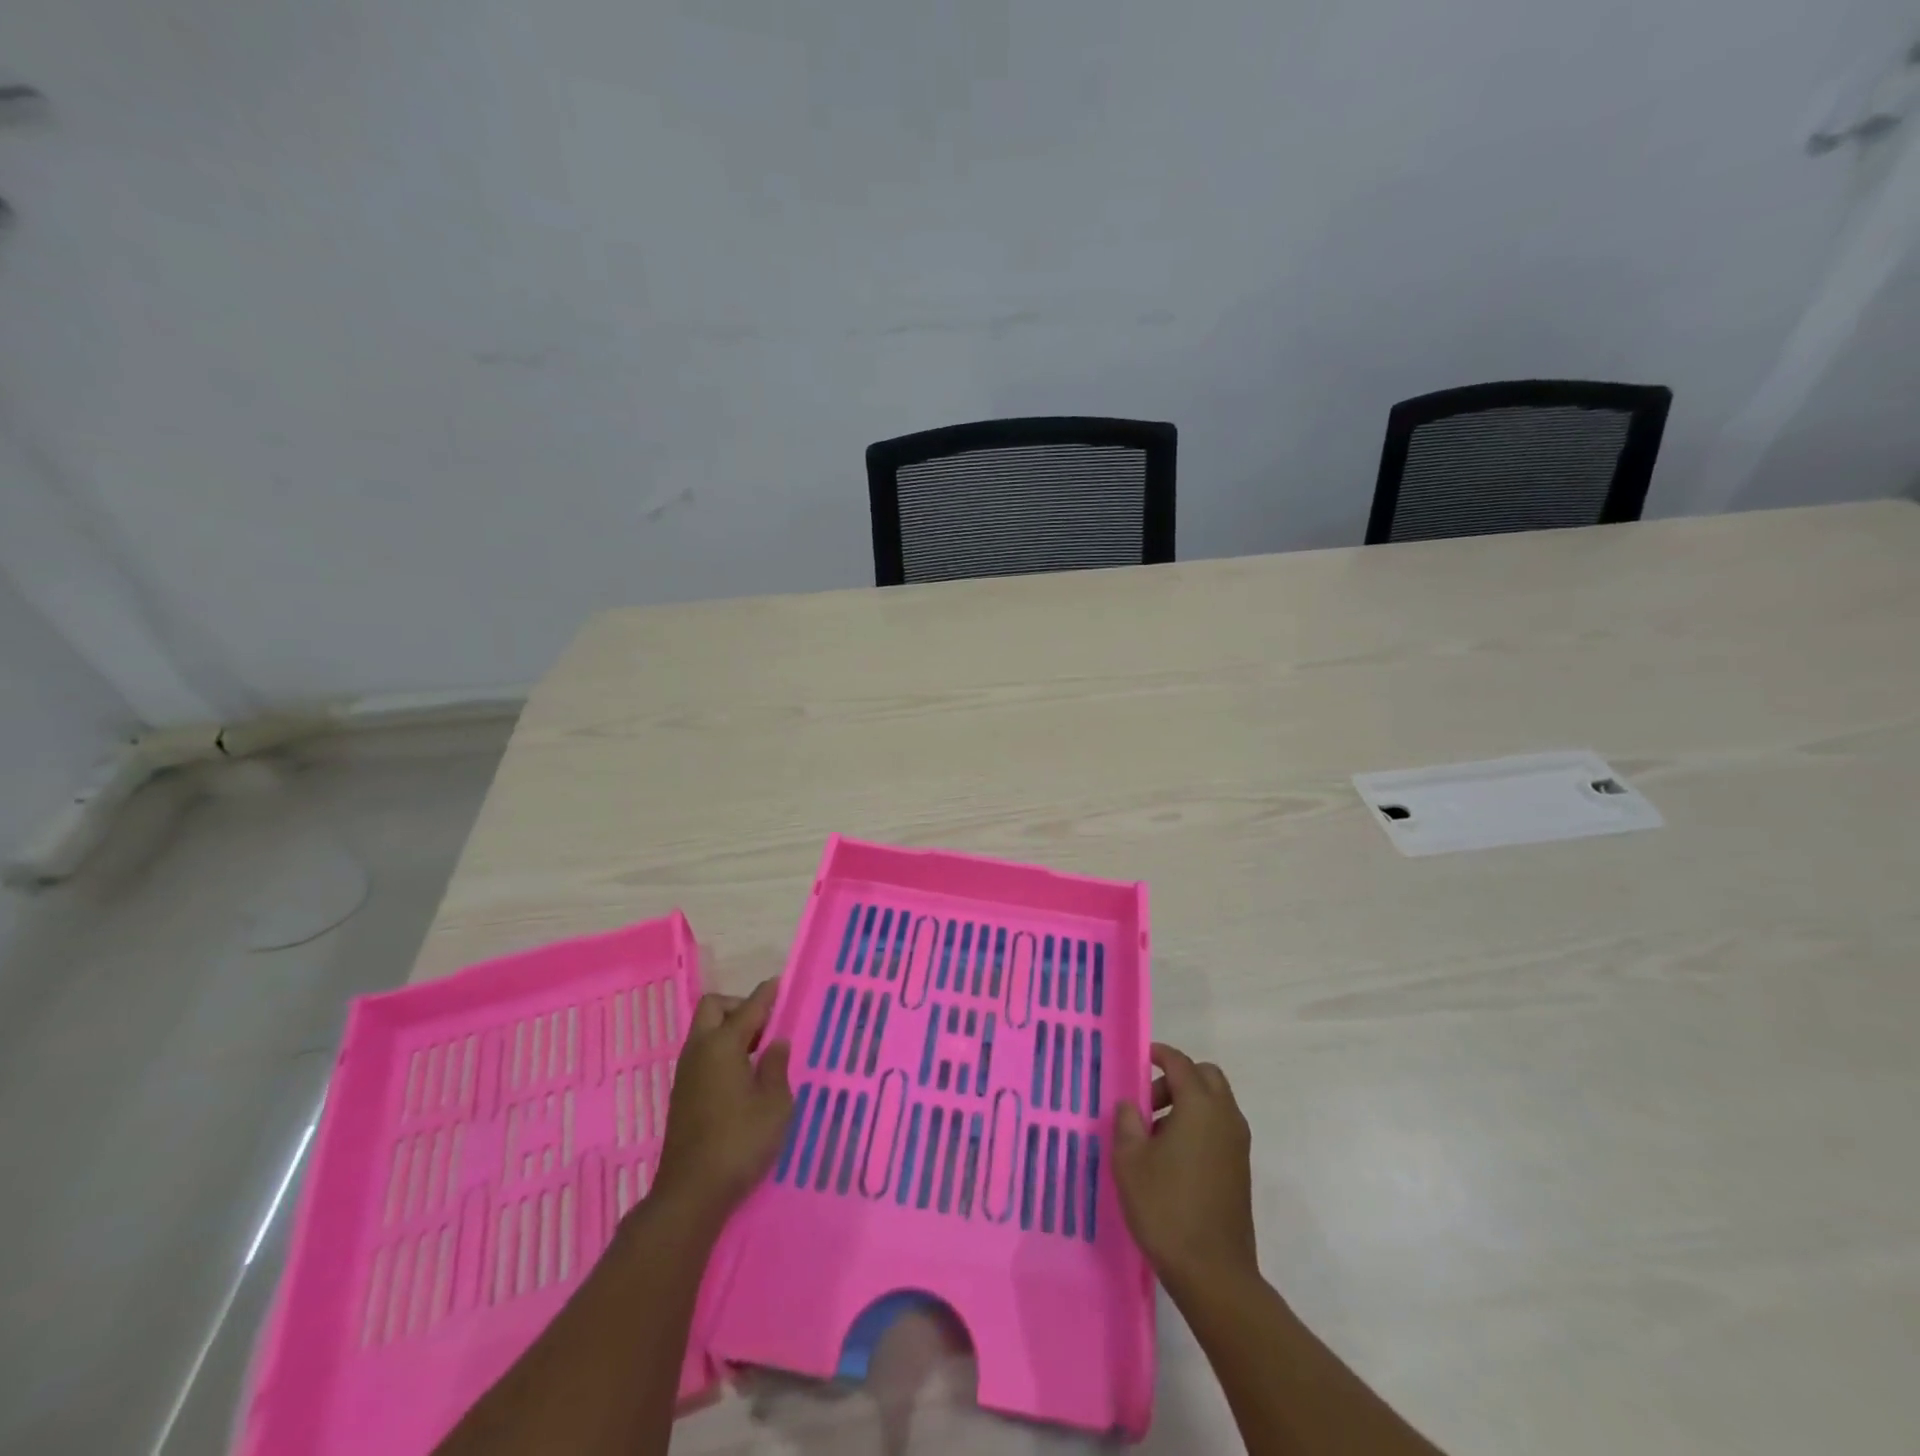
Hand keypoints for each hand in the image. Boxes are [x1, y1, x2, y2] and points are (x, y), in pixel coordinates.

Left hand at [650, 979, 793, 1226]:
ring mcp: (686, 1073)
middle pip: (714, 1008)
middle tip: (766, 1025)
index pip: (749, 1007)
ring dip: (729, 1030)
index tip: (781, 983)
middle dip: (739, 1007)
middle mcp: (699, 1050)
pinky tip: (743, 1075)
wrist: (691, 1192)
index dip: (767, 994)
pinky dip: (722, 1051)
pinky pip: (703, 1054)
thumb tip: (776, 1042)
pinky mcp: (682, 1094)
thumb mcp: (775, 1104)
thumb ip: (777, 1067)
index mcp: (722, 1045)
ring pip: (705, 1031)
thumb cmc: (740, 1142)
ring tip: (760, 1052)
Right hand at [1112, 1042, 1256, 1292]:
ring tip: (1155, 1134)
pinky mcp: (1240, 1169)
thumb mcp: (1129, 1162)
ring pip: (1215, 1103)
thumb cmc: (1166, 1209)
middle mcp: (1225, 1117)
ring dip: (1187, 1103)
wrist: (1213, 1274)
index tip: (1139, 1059)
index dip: (1159, 1055)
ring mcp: (1237, 1144)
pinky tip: (1173, 1157)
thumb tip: (1131, 1105)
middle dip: (1177, 1078)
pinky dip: (1198, 1125)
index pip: (1180, 1063)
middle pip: (1205, 1077)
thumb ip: (1126, 1123)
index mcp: (1200, 1106)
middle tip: (1148, 1102)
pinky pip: (1219, 1128)